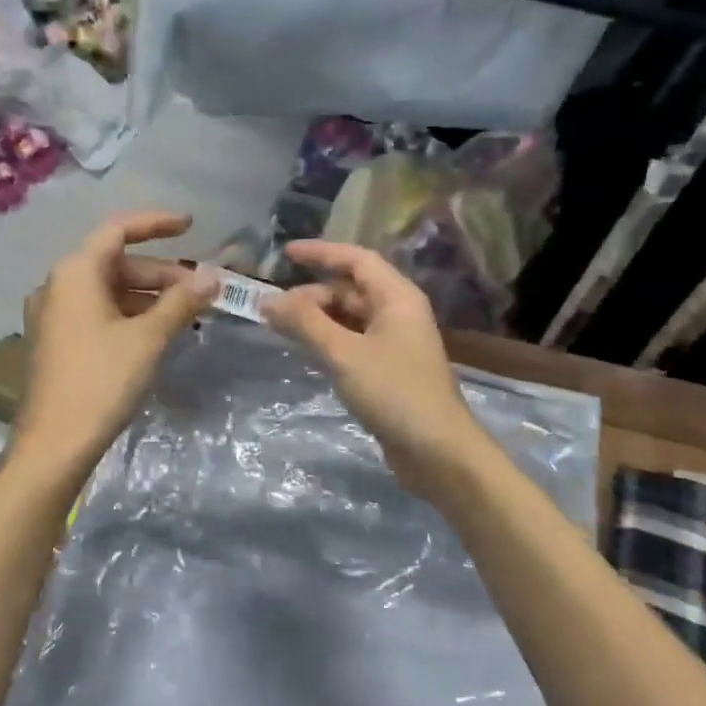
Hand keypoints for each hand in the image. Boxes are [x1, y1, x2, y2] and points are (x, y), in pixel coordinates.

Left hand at [13, 210, 218, 475]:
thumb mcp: (148, 338)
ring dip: (149, 297)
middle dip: (161, 272)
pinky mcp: (58, 342)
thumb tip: (213, 275)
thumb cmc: (101, 381)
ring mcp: (55, 315)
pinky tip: (158, 333)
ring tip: (187, 313)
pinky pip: (99, 313)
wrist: (55, 444)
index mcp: (75, 273)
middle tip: (200, 289)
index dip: (156, 223)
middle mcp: (59, 286)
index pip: (118, 230)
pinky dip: (130, 315)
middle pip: (116, 263)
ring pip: (110, 291)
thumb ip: (181, 301)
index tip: (190, 225)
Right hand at [261, 240, 491, 487]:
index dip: (321, 253)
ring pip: (350, 318)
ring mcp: (395, 344)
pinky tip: (307, 352)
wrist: (438, 452)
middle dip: (312, 294)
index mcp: (397, 297)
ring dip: (318, 319)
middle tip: (275, 309)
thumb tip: (268, 301)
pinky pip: (353, 343)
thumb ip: (305, 324)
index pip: (356, 260)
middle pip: (351, 290)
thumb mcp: (344, 354)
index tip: (285, 253)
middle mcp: (398, 314)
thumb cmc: (394, 392)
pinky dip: (329, 341)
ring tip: (282, 328)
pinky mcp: (389, 371)